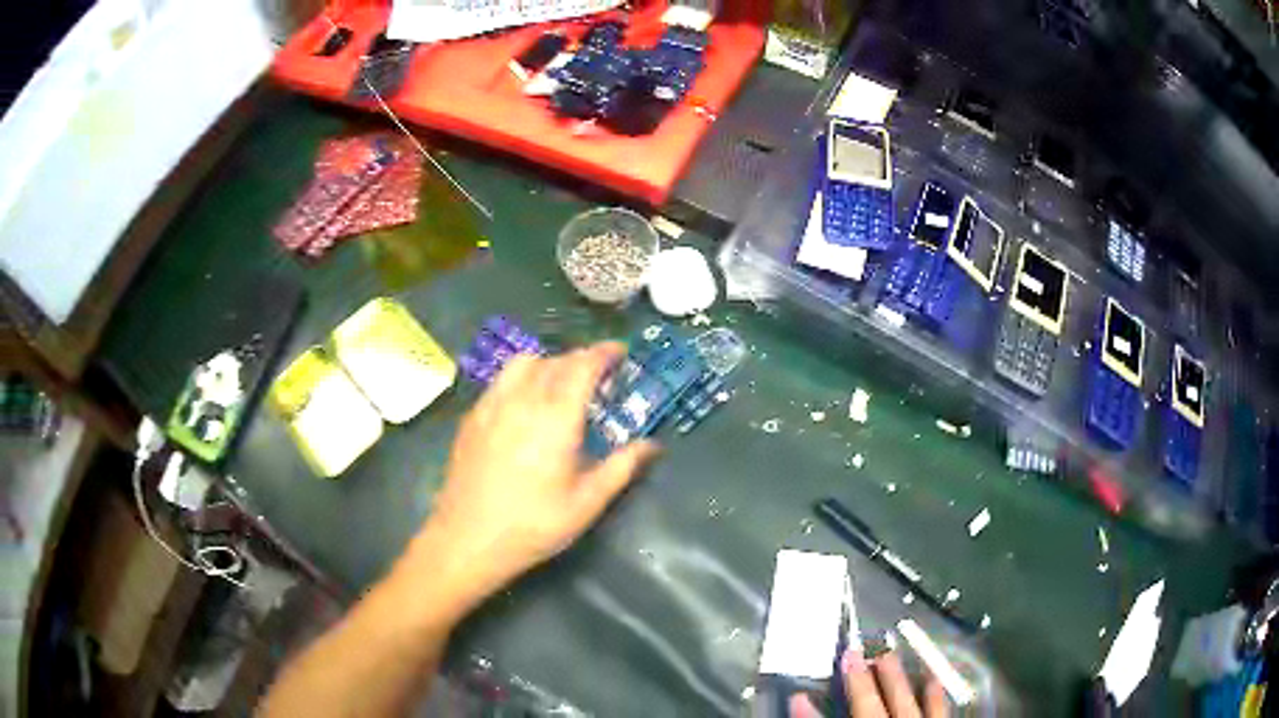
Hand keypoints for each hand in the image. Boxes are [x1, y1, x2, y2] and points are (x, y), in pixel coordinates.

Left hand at [417, 343, 658, 610]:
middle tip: (599, 375)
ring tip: (561, 384)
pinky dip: (522, 377)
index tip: (620, 351)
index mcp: (556, 418)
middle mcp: (522, 400)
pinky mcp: (472, 417)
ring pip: (523, 364)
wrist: (467, 539)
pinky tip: (525, 404)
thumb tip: (653, 445)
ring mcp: (492, 406)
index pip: (582, 367)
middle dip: (581, 359)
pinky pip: (501, 381)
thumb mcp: (587, 503)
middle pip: (555, 361)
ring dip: (549, 363)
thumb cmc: (534, 525)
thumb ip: (622, 467)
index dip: (604, 353)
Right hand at [789, 650, 948, 717]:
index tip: (797, 696)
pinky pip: (939, 712)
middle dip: (860, 681)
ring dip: (896, 680)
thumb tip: (805, 715)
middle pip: (870, 707)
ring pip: (905, 702)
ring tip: (887, 657)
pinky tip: (932, 679)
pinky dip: (935, 695)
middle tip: (853, 652)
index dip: (810, 716)